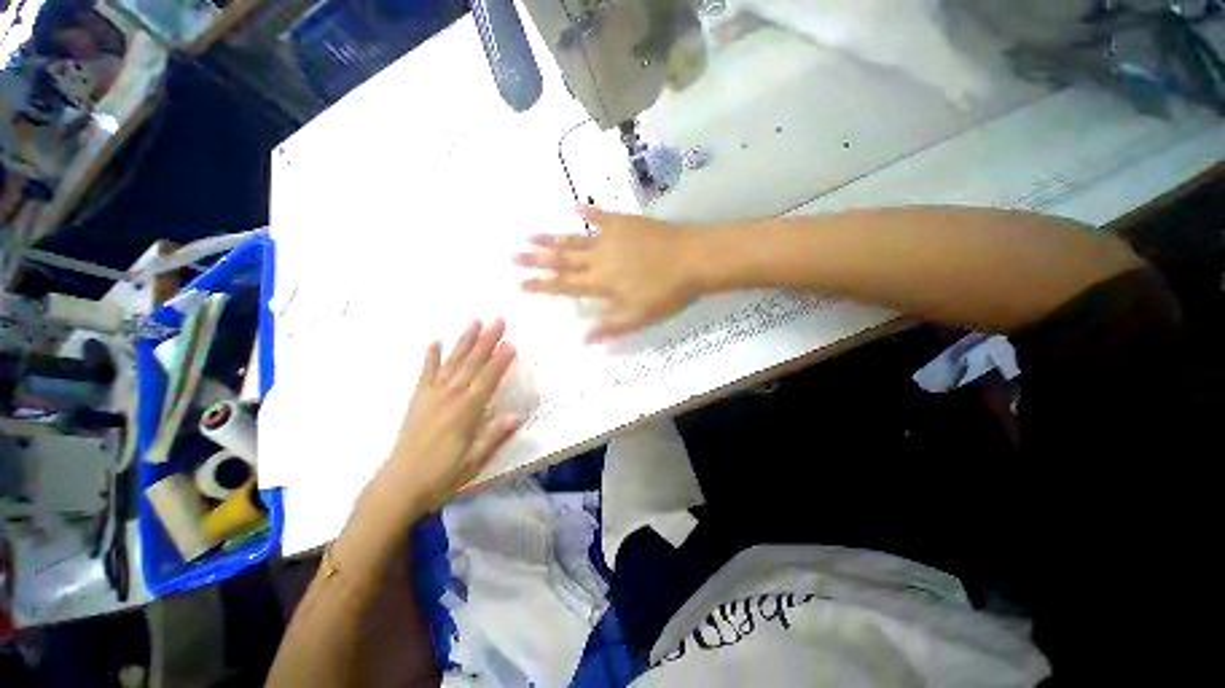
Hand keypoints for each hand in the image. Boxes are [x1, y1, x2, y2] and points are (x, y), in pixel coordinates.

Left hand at [358, 320, 518, 524]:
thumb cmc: (442, 476)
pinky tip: (435, 341)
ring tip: (474, 321)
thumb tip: (516, 415)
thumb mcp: (474, 462)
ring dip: (464, 341)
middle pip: (472, 364)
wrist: (399, 486)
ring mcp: (432, 396)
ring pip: (452, 363)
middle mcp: (449, 398)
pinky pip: (425, 373)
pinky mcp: (418, 400)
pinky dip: (430, 357)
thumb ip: (494, 437)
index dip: (500, 361)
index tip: (511, 342)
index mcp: (466, 412)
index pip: (487, 380)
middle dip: (487, 341)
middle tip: (498, 320)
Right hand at [514, 205, 699, 341]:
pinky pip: (600, 215)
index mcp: (601, 283)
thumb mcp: (639, 316)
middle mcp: (599, 259)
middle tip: (511, 254)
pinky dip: (586, 212)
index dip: (540, 285)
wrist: (693, 259)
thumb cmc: (667, 292)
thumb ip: (609, 326)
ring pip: (574, 239)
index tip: (518, 283)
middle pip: (561, 260)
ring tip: (528, 234)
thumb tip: (582, 339)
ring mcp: (610, 237)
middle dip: (535, 259)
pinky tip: (573, 207)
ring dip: (551, 238)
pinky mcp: (624, 223)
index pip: (564, 286)